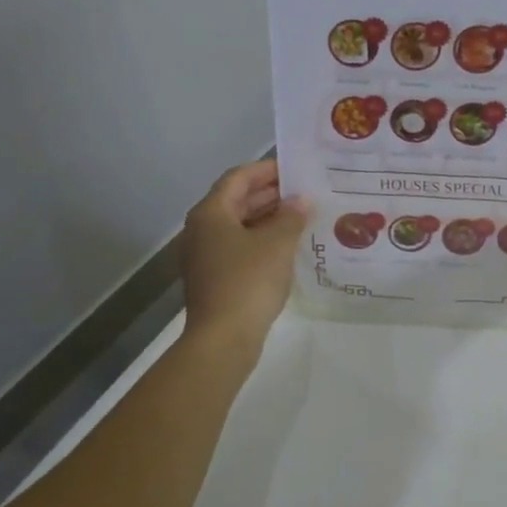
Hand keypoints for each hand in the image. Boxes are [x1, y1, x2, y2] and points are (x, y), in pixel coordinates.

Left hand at [182, 160, 310, 352]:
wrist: (223, 338)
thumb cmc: (248, 282)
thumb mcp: (277, 244)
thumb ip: (291, 217)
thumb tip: (301, 201)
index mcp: (211, 213)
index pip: (239, 178)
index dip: (266, 169)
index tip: (295, 168)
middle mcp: (202, 229)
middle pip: (237, 201)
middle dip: (270, 194)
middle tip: (304, 191)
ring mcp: (205, 256)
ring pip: (239, 226)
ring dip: (268, 219)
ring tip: (303, 216)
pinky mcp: (214, 278)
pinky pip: (240, 248)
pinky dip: (262, 241)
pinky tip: (289, 246)